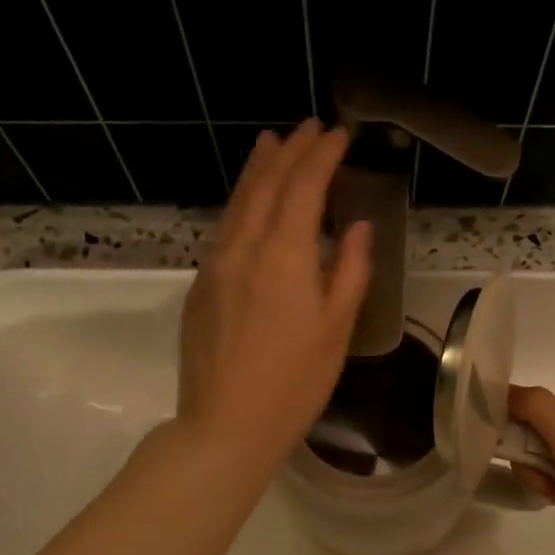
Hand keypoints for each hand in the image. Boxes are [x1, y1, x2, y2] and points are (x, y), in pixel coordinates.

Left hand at [179, 120, 371, 473]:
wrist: (226, 425)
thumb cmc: (294, 382)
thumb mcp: (337, 328)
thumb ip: (350, 270)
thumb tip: (355, 227)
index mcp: (283, 255)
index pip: (303, 186)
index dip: (323, 155)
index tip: (339, 134)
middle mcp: (243, 248)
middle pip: (266, 184)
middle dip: (290, 151)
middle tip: (309, 128)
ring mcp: (214, 266)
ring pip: (237, 202)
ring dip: (258, 169)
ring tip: (271, 143)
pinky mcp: (200, 287)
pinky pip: (224, 229)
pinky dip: (242, 203)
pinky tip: (250, 204)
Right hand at [508, 386, 554, 554]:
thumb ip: (534, 405)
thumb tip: (501, 390)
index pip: (533, 405)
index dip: (518, 427)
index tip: (522, 452)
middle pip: (533, 432)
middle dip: (529, 457)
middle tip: (542, 477)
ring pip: (538, 458)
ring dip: (536, 476)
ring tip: (553, 492)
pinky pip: (549, 477)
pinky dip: (547, 488)